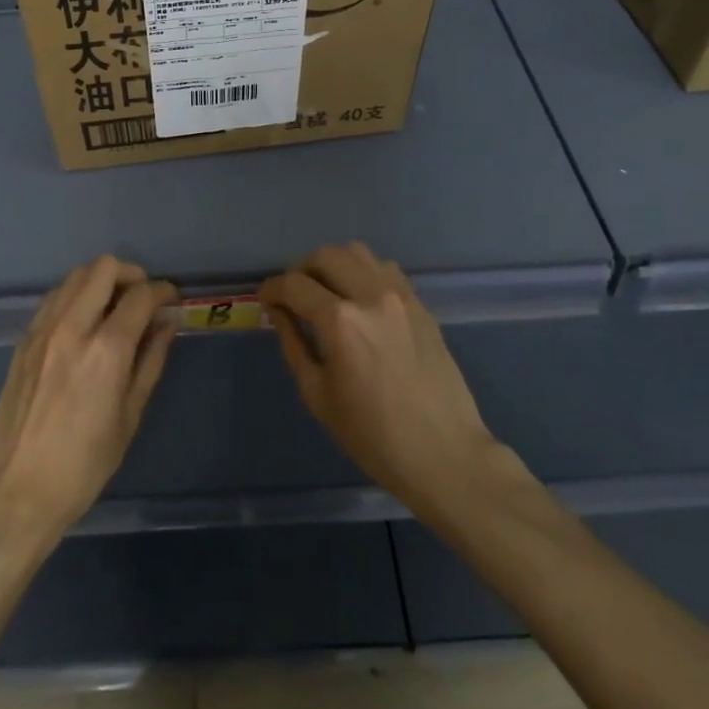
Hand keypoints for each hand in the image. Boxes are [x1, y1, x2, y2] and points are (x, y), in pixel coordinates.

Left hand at [0, 256, 178, 541]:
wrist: (15, 493)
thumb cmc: (83, 466)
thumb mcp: (129, 416)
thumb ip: (151, 359)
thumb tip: (168, 322)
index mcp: (106, 350)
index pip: (141, 295)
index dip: (163, 292)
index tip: (172, 301)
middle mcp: (72, 327)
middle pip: (103, 268)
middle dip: (131, 274)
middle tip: (142, 299)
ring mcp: (42, 329)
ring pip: (75, 275)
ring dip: (100, 280)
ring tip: (114, 307)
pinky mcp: (24, 339)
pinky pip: (54, 297)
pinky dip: (75, 295)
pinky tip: (84, 322)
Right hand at [261, 242, 527, 521]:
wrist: (444, 454)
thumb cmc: (373, 436)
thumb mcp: (318, 395)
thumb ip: (293, 344)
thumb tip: (278, 312)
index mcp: (340, 321)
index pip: (294, 285)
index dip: (272, 289)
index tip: (265, 299)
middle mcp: (370, 295)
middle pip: (325, 256)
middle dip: (300, 270)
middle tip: (292, 295)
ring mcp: (400, 296)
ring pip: (357, 253)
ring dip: (333, 264)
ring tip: (325, 290)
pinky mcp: (420, 304)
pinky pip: (385, 269)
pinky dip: (363, 272)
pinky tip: (359, 298)